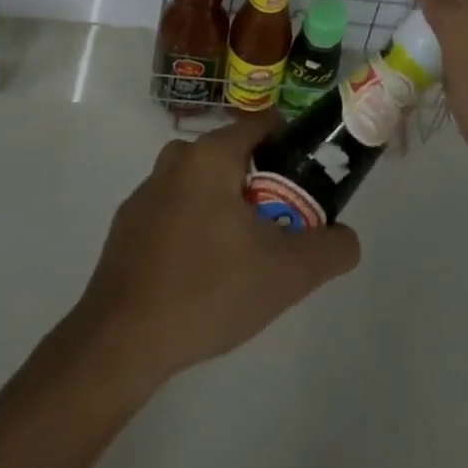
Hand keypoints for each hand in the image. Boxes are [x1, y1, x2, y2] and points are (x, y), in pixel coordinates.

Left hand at [69, 111, 360, 391]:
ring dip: (228, 208)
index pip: (263, 124)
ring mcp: (146, 192)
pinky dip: (196, 228)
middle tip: (282, 227)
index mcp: (210, 155)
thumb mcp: (286, 274)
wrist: (120, 343)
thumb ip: (330, 249)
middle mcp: (175, 159)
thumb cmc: (207, 291)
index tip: (310, 179)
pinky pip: (176, 211)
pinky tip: (202, 275)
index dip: (293, 145)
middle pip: (234, 157)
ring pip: (203, 185)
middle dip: (263, 185)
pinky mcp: (128, 225)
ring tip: (245, 258)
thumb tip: (347, 238)